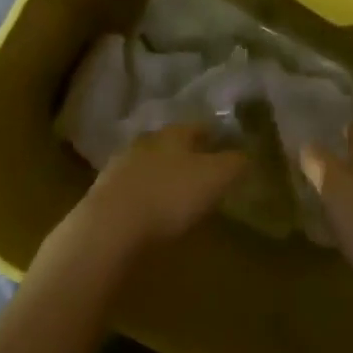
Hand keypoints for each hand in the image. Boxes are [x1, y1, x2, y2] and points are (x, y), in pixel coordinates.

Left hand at [75, 124, 246, 257]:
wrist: (111, 225)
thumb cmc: (170, 195)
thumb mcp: (215, 178)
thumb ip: (234, 163)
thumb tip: (247, 154)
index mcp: (173, 134)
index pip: (197, 127)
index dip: (213, 135)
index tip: (225, 145)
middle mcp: (146, 142)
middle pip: (171, 144)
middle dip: (187, 155)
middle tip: (203, 170)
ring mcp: (121, 167)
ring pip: (149, 165)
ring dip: (163, 176)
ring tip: (178, 195)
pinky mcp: (105, 194)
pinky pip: (133, 189)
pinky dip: (145, 197)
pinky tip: (152, 213)